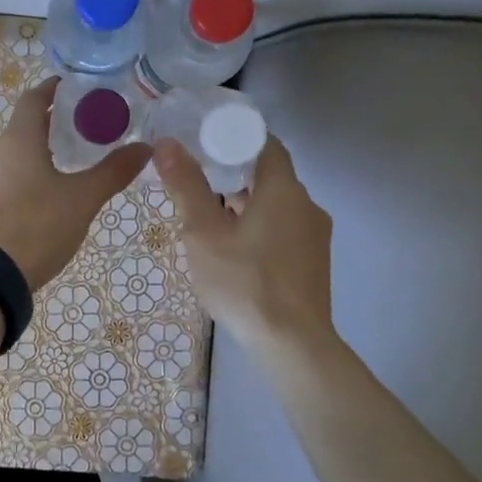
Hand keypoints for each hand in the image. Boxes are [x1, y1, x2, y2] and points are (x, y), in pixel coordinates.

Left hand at [0, 78, 151, 288]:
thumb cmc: (38, 226)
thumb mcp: (82, 199)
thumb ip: (113, 171)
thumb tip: (146, 148)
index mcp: (16, 139)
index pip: (33, 100)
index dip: (52, 91)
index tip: (69, 90)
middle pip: (20, 131)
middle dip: (45, 134)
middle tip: (73, 143)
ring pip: (5, 159)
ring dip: (27, 162)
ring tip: (54, 180)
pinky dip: (12, 185)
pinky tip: (29, 206)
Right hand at [154, 134, 335, 352]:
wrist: (292, 344)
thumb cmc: (244, 282)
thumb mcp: (204, 233)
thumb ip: (186, 186)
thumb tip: (167, 144)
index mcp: (284, 190)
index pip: (265, 143)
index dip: (235, 137)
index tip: (204, 142)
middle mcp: (306, 205)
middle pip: (269, 175)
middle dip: (233, 173)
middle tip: (196, 180)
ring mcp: (314, 236)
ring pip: (276, 205)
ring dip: (245, 204)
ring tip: (208, 217)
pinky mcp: (313, 262)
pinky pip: (283, 229)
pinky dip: (258, 226)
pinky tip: (233, 249)